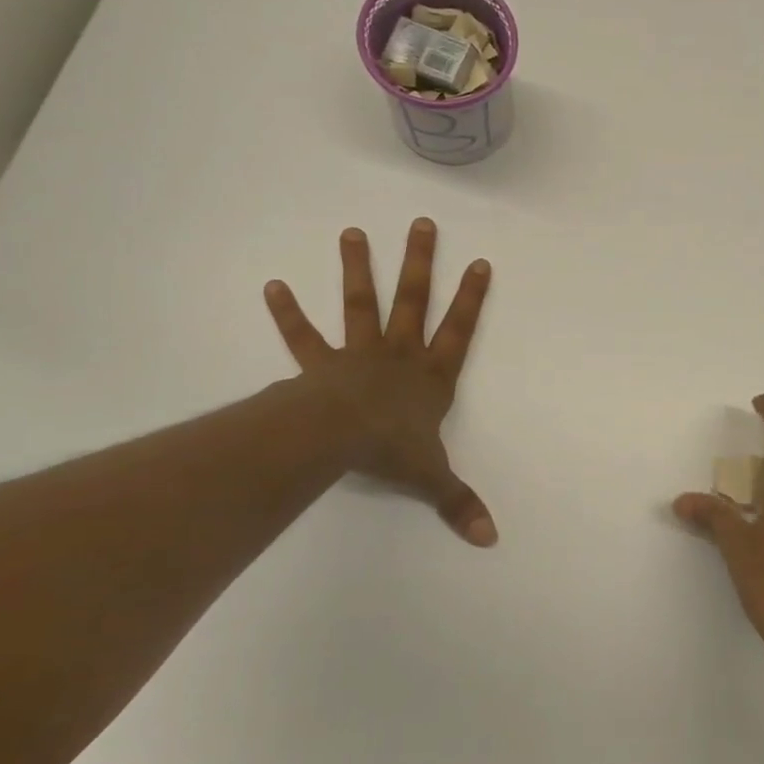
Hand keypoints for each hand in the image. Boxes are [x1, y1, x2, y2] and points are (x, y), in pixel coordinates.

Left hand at [264, 219, 496, 546]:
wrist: (339, 438)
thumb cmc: (392, 449)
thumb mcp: (432, 476)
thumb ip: (458, 502)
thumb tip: (491, 539)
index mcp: (431, 375)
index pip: (460, 330)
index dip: (472, 298)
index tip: (481, 262)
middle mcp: (399, 354)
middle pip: (413, 300)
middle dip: (420, 262)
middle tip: (422, 224)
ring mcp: (358, 353)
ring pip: (361, 303)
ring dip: (358, 269)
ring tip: (352, 232)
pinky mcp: (320, 363)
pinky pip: (303, 336)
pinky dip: (287, 313)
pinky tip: (272, 286)